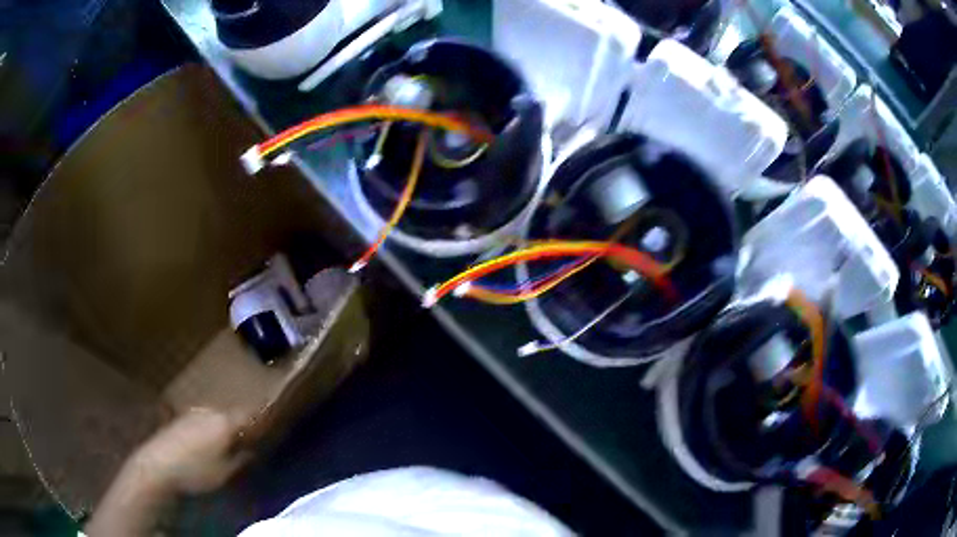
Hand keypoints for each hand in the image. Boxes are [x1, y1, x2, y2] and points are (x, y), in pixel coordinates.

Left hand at [131, 408, 253, 495]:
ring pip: (214, 418)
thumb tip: (254, 449)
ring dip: (222, 428)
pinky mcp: (178, 420)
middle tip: (247, 438)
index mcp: (224, 422)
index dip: (261, 418)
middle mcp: (209, 412)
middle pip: (231, 415)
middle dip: (240, 425)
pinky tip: (204, 444)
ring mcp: (191, 414)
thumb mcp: (226, 471)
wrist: (158, 465)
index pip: (249, 415)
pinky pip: (200, 422)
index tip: (271, 422)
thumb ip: (242, 458)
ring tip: (225, 443)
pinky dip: (207, 430)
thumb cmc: (197, 471)